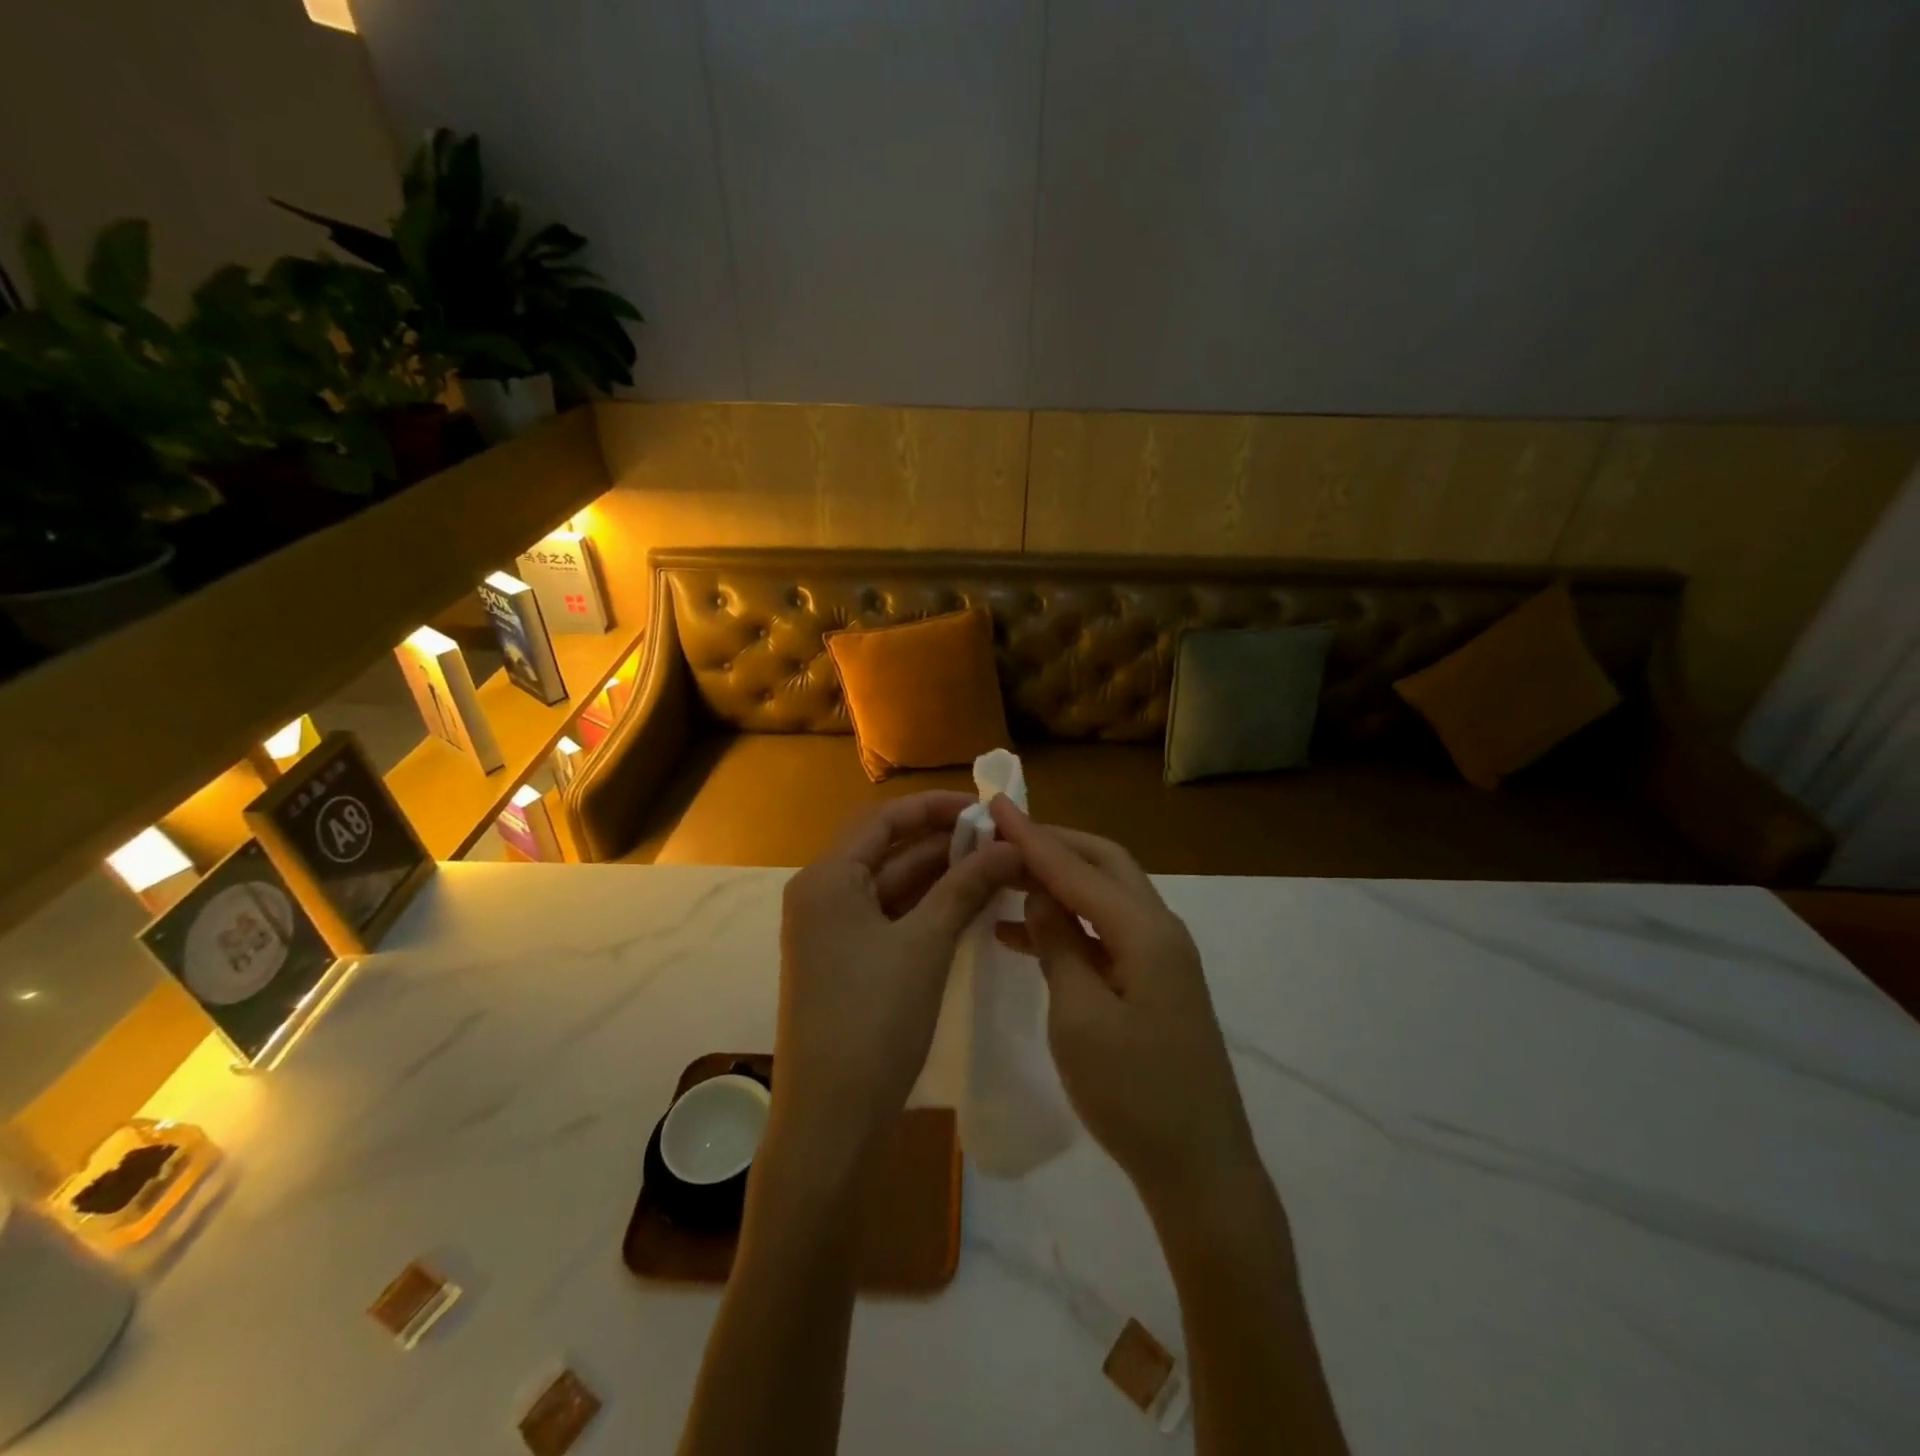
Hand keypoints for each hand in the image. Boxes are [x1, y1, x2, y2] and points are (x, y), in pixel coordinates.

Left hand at [771, 792, 1021, 1181]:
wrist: (831, 1119)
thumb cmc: (873, 1020)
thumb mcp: (925, 945)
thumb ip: (965, 887)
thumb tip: (1010, 844)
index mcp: (827, 879)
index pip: (883, 819)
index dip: (935, 807)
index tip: (984, 808)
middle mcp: (823, 895)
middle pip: (888, 850)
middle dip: (944, 842)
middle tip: (1001, 839)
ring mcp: (833, 931)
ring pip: (893, 886)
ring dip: (940, 875)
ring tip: (997, 867)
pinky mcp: (848, 961)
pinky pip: (891, 917)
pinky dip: (928, 908)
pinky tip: (971, 904)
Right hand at [989, 797, 1260, 1214]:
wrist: (1199, 1168)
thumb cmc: (1133, 1094)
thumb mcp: (1079, 1017)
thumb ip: (1058, 945)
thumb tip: (1040, 894)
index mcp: (1144, 931)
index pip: (1076, 867)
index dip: (1030, 836)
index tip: (993, 804)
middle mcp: (1159, 929)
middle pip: (1102, 864)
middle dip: (1052, 845)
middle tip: (1000, 837)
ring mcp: (1161, 956)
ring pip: (1103, 896)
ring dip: (1057, 882)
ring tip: (1003, 878)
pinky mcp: (1154, 982)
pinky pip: (1104, 932)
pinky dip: (1066, 923)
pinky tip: (1023, 934)